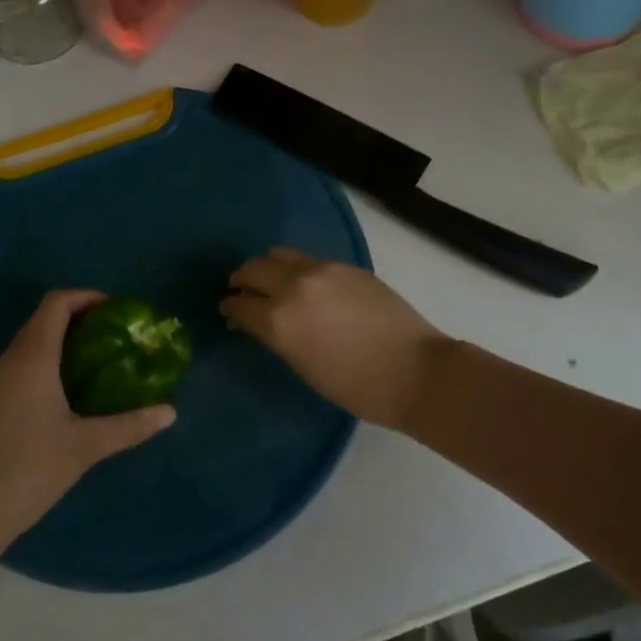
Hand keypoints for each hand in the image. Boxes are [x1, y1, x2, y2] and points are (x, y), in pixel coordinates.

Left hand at [0, 290, 175, 556]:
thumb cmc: (27, 470)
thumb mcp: (84, 447)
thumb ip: (129, 426)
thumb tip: (170, 413)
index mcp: (32, 358)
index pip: (56, 303)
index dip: (87, 297)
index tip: (117, 311)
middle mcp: (10, 360)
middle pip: (44, 319)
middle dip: (81, 319)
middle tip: (116, 337)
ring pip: (32, 343)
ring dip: (64, 342)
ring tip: (100, 362)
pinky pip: (22, 365)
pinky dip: (49, 362)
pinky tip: (70, 394)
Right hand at [222, 249, 446, 427]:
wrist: (414, 370)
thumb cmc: (356, 386)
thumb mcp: (304, 366)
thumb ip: (277, 336)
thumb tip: (260, 321)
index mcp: (279, 318)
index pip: (241, 304)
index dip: (230, 307)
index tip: (226, 309)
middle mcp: (294, 285)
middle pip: (254, 269)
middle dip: (242, 279)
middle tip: (239, 289)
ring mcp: (322, 270)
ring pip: (280, 254)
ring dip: (267, 266)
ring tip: (268, 279)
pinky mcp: (346, 266)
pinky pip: (309, 260)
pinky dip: (296, 268)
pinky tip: (304, 283)